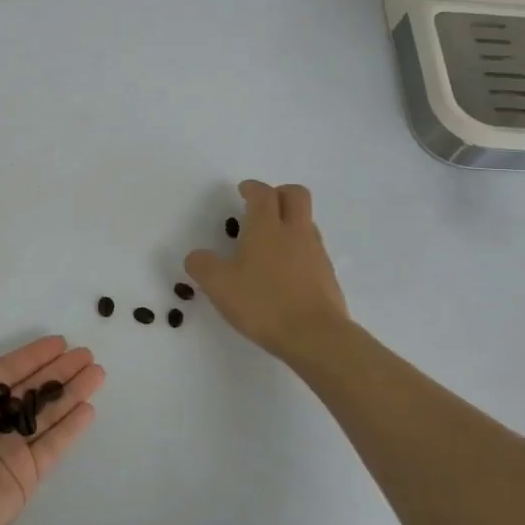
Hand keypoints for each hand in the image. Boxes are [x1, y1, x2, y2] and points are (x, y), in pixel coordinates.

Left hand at [0, 336, 102, 524]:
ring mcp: (9, 449)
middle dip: (59, 371)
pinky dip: (71, 428)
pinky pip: (52, 445)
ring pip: (46, 414)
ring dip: (71, 393)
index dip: (33, 356)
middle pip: (31, 390)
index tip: (61, 342)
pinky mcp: (26, 475)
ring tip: (98, 373)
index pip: (6, 371)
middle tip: (87, 355)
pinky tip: (89, 408)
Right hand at [185, 180, 349, 358]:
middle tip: (262, 206)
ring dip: (290, 222)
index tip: (243, 191)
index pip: (263, 193)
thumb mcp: (218, 285)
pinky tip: (283, 272)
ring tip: (270, 243)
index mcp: (267, 227)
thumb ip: (202, 265)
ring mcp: (316, 253)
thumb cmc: (263, 303)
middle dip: (279, 193)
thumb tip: (197, 256)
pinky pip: (312, 250)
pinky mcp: (327, 275)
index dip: (252, 188)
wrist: (315, 335)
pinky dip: (298, 250)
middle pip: (296, 195)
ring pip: (306, 222)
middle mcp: (295, 232)